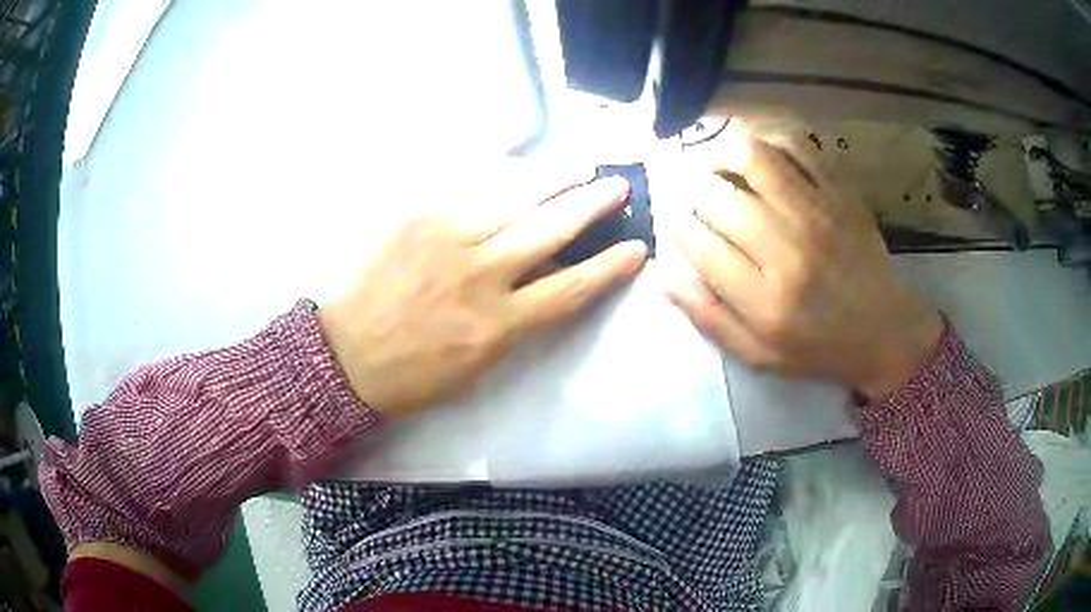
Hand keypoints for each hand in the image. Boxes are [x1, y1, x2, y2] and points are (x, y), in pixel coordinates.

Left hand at [319, 172, 646, 415]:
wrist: (347, 356)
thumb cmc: (415, 374)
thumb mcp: (481, 363)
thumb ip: (519, 318)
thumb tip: (547, 275)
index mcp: (499, 325)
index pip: (571, 287)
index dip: (609, 266)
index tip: (636, 248)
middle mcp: (482, 275)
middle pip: (552, 230)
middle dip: (593, 205)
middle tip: (619, 186)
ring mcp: (448, 239)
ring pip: (515, 199)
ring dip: (554, 180)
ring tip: (581, 166)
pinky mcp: (419, 218)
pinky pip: (470, 190)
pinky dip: (501, 176)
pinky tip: (520, 162)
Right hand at [664, 125, 942, 399]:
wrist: (882, 330)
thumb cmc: (817, 347)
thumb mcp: (757, 354)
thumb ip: (709, 318)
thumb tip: (664, 277)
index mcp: (764, 297)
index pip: (701, 244)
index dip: (677, 227)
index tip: (675, 224)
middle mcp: (787, 248)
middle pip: (718, 197)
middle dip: (691, 189)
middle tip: (691, 193)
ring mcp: (817, 214)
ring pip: (753, 157)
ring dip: (720, 151)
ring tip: (714, 161)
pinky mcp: (839, 194)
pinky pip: (797, 147)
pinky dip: (768, 141)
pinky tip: (758, 154)